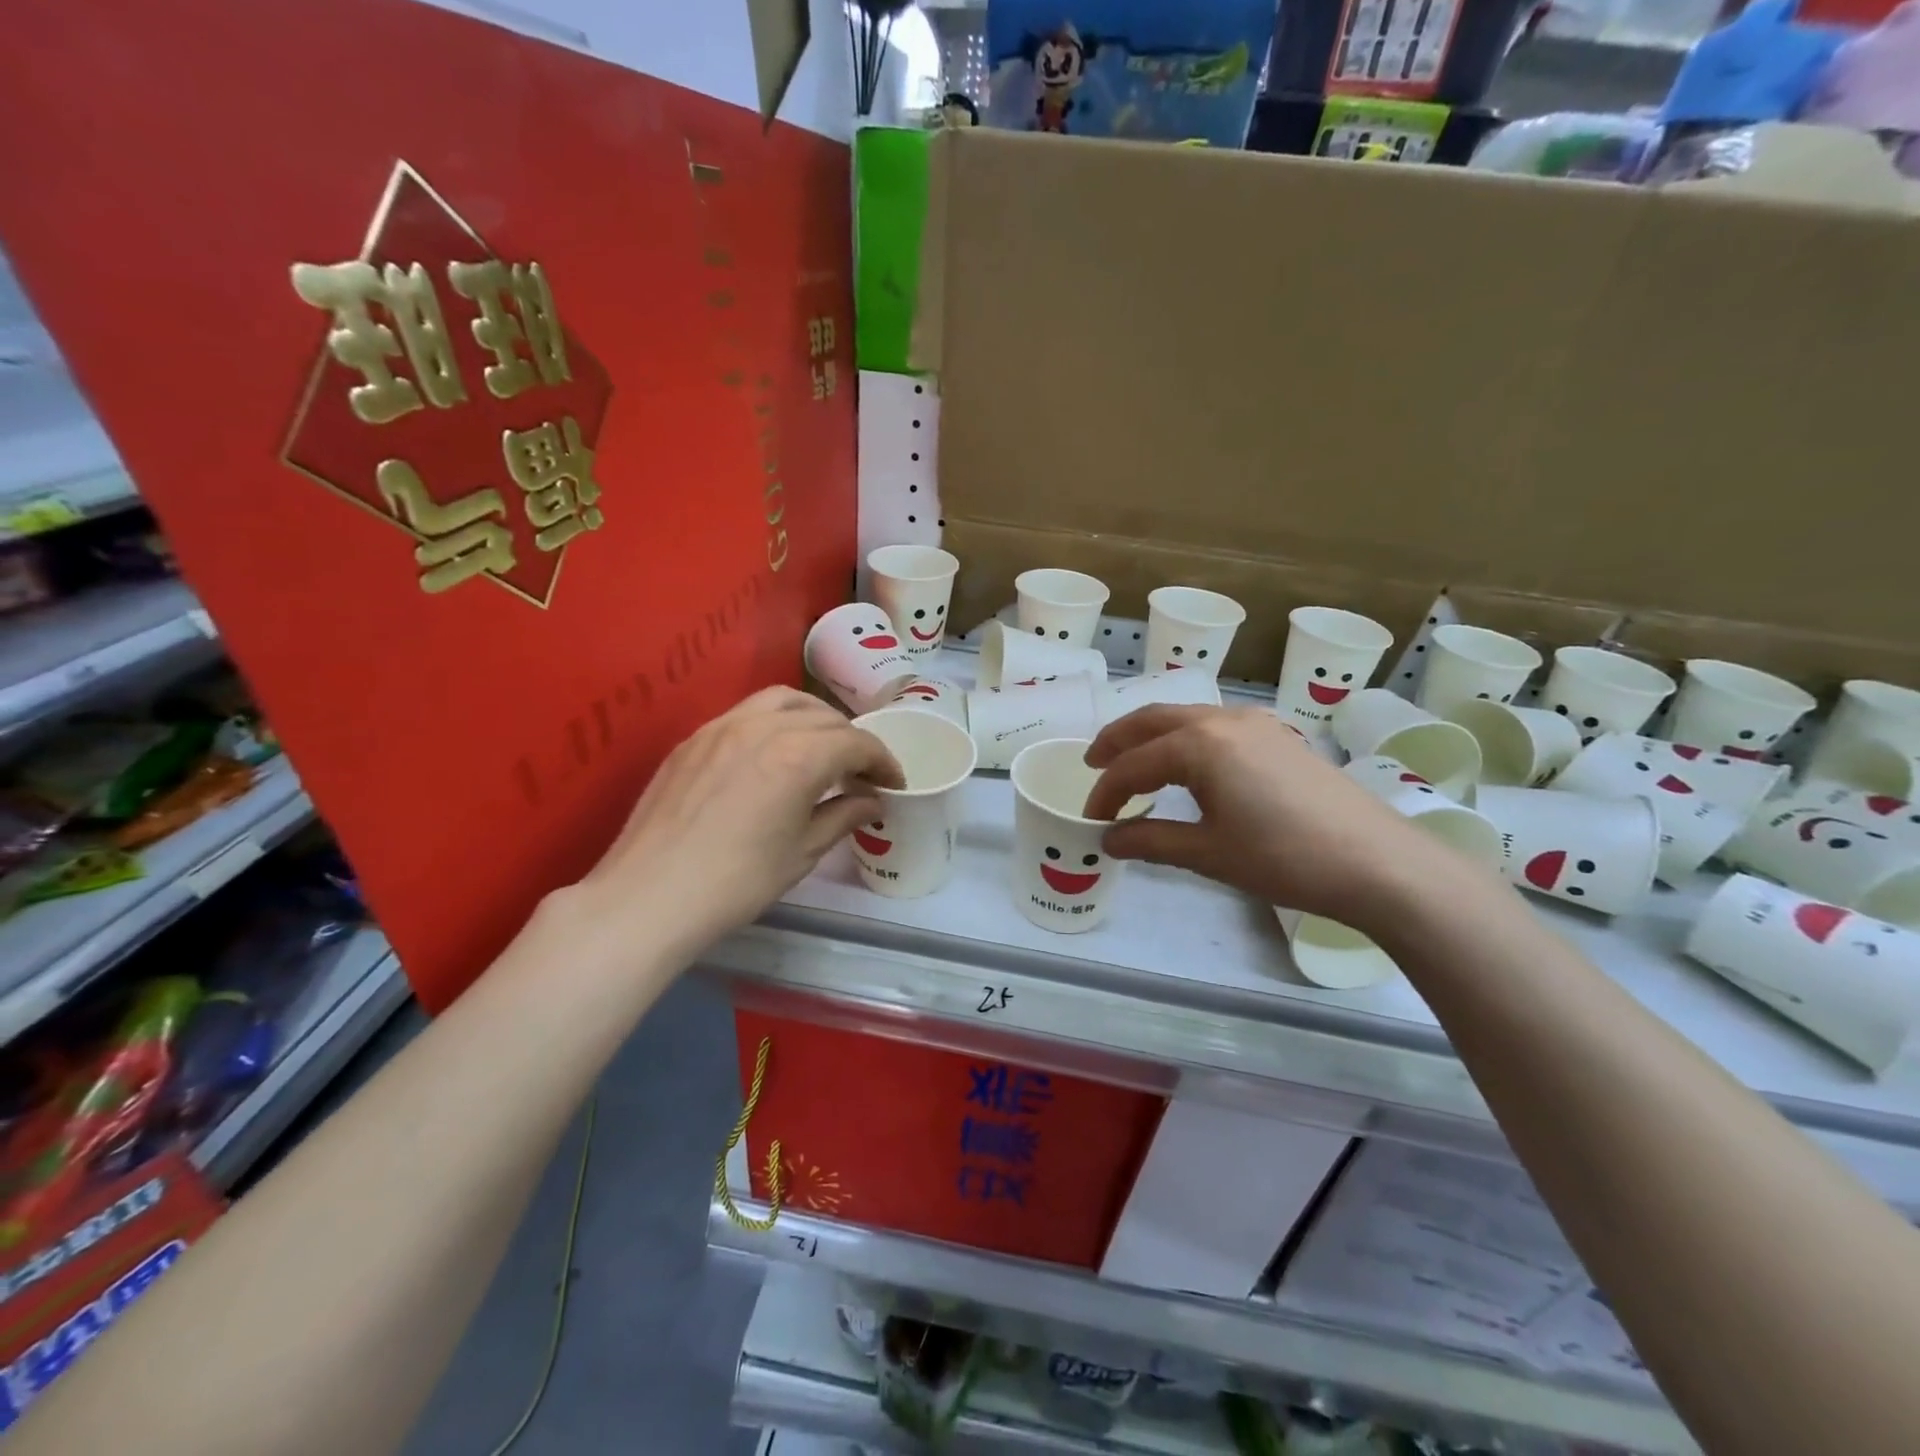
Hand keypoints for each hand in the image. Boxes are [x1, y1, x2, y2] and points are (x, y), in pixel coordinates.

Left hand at [577, 686, 902, 953]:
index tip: (894, 783)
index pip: (856, 743)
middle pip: (824, 717)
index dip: (883, 761)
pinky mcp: (693, 739)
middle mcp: (763, 726)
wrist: (649, 897)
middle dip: (852, 740)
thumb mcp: (802, 853)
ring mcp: (722, 727)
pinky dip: (775, 721)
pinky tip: (773, 751)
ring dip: (814, 718)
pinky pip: (746, 712)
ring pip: (783, 701)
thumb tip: (872, 801)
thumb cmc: (737, 882)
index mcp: (799, 755)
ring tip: (822, 747)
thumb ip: (843, 816)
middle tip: (861, 772)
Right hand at [1082, 704, 1469, 929]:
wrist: (1377, 862)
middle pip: (1154, 720)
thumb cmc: (1284, 857)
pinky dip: (1187, 739)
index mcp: (1199, 744)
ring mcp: (1257, 724)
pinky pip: (1217, 726)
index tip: (1091, 819)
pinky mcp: (1280, 737)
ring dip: (1153, 736)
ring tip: (1135, 762)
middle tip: (1093, 764)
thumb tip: (1109, 839)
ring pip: (1187, 718)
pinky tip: (1190, 765)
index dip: (1105, 791)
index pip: (1133, 764)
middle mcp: (1223, 720)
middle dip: (1118, 741)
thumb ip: (1151, 840)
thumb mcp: (1208, 853)